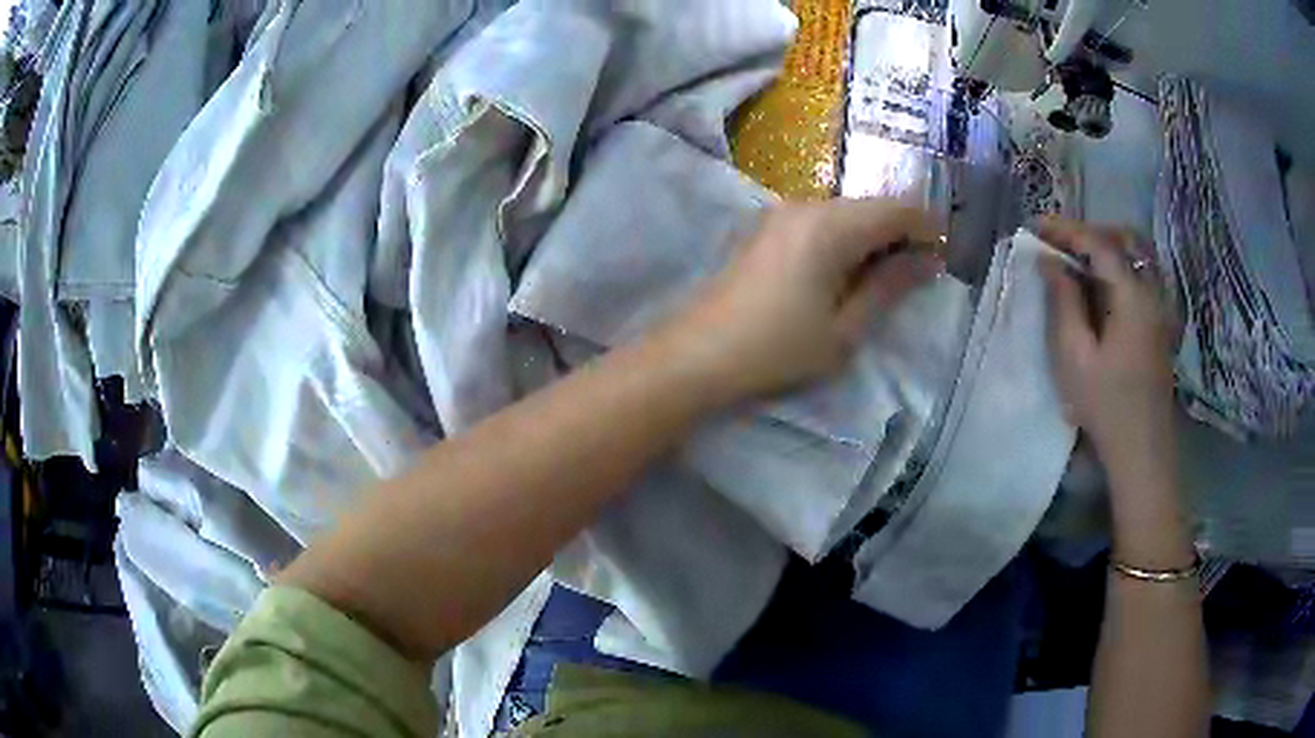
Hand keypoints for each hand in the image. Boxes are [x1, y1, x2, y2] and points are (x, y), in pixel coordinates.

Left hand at [661, 198, 941, 403]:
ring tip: (884, 282)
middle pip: (872, 207)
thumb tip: (928, 260)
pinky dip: (846, 241)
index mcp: (831, 225)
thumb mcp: (844, 329)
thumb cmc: (777, 348)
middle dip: (901, 234)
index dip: (927, 229)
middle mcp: (806, 205)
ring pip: (847, 213)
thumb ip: (890, 287)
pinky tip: (846, 275)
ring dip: (873, 238)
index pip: (898, 209)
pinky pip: (822, 222)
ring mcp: (782, 214)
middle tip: (917, 277)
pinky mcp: (768, 228)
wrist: (698, 354)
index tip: (943, 260)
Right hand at [1039, 217, 1176, 471]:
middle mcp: (1151, 291)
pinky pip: (1141, 276)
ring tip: (1076, 261)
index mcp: (1131, 296)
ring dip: (1105, 248)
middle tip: (1057, 244)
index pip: (1098, 243)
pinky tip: (1101, 287)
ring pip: (1136, 256)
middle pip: (1123, 239)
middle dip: (1088, 233)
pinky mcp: (1160, 323)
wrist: (1143, 450)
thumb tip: (1050, 262)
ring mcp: (1160, 306)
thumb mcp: (1074, 356)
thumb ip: (1063, 302)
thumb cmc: (1106, 406)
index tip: (1034, 227)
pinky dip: (1118, 267)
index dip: (1065, 229)